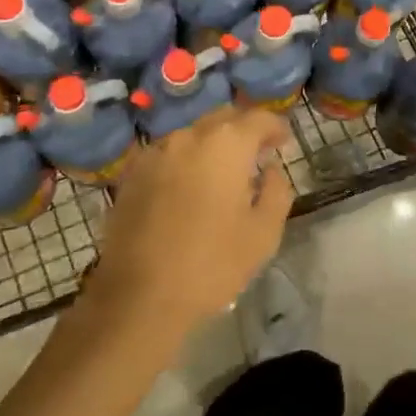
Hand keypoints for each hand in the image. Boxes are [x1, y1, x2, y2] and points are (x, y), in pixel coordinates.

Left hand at [85, 106, 293, 342]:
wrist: (140, 296)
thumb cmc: (211, 264)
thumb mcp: (264, 233)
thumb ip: (276, 190)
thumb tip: (270, 169)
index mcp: (226, 144)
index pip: (258, 118)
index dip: (275, 127)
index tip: (283, 142)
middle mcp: (189, 136)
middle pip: (223, 118)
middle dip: (243, 130)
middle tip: (257, 153)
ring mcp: (156, 152)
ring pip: (193, 134)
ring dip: (212, 145)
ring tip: (222, 173)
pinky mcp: (132, 174)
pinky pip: (168, 154)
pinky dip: (184, 160)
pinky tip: (188, 186)